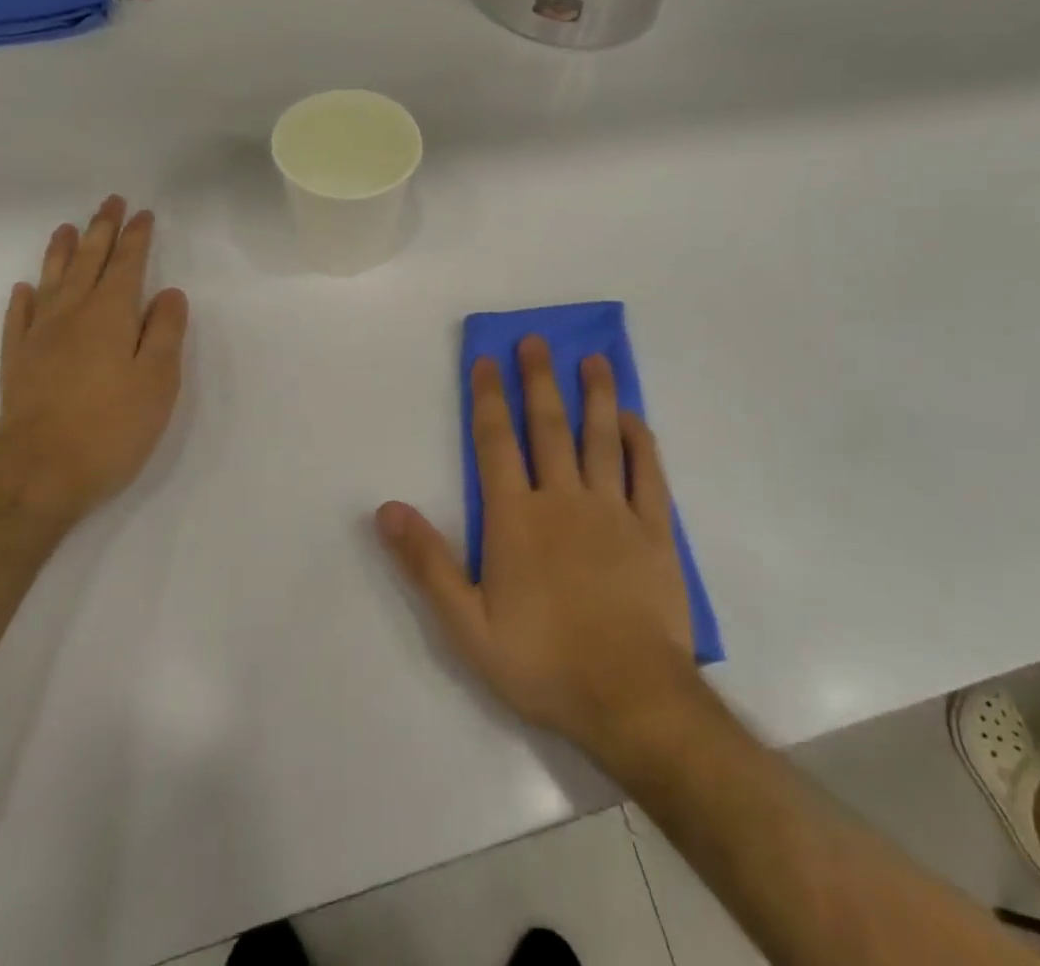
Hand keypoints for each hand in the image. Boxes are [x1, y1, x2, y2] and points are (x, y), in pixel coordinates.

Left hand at [0, 195, 188, 527]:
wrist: (39, 476)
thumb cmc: (111, 427)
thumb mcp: (157, 380)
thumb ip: (164, 332)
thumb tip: (168, 293)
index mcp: (109, 316)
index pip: (127, 265)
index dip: (136, 238)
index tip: (143, 214)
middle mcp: (71, 316)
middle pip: (87, 263)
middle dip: (101, 231)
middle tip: (109, 202)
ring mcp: (38, 339)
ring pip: (51, 283)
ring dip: (61, 253)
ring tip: (66, 228)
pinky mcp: (17, 365)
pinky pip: (18, 320)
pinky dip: (23, 300)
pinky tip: (24, 290)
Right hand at [376, 337, 696, 757]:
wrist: (631, 699)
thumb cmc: (542, 662)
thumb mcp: (466, 625)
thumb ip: (427, 563)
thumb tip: (386, 508)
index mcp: (516, 517)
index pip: (496, 442)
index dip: (488, 398)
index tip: (486, 360)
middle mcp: (563, 499)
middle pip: (549, 426)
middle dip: (539, 379)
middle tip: (535, 341)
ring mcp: (613, 511)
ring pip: (601, 438)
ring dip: (595, 395)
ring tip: (592, 359)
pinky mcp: (653, 531)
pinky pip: (648, 474)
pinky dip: (640, 442)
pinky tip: (633, 420)